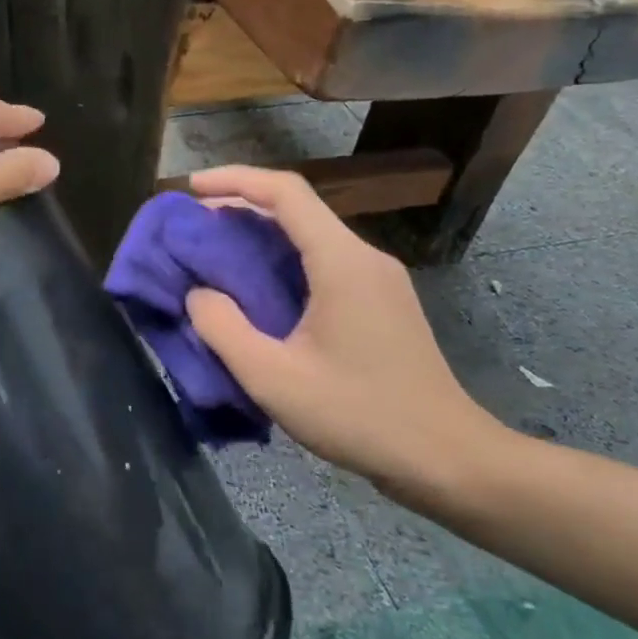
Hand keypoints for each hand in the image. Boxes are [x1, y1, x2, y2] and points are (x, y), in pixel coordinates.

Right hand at [182, 167, 506, 501]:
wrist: (447, 459)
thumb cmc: (359, 416)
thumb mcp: (274, 379)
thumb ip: (224, 330)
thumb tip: (198, 293)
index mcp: (341, 261)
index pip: (285, 192)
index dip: (233, 179)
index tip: (190, 188)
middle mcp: (363, 256)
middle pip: (296, 208)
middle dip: (239, 206)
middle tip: (192, 226)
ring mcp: (377, 278)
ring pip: (310, 234)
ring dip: (259, 234)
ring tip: (214, 253)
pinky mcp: (380, 300)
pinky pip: (322, 260)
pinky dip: (281, 259)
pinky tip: (257, 287)